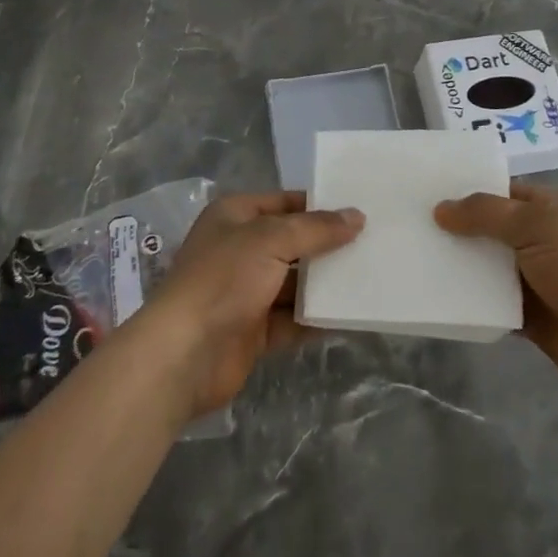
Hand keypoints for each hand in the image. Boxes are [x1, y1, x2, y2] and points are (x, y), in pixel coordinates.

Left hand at [140, 191, 363, 418]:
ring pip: (294, 282)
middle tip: (373, 244)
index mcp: (235, 216)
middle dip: (327, 245)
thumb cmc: (223, 279)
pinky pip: (293, 319)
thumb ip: (316, 229)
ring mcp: (246, 291)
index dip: (319, 205)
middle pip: (292, 242)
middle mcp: (240, 249)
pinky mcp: (253, 330)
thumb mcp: (271, 240)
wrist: (183, 354)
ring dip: (325, 283)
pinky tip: (350, 316)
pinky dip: (317, 318)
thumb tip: (357, 217)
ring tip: (370, 277)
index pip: (285, 202)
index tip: (359, 210)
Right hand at [436, 184, 557, 415]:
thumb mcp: (535, 225)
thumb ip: (486, 214)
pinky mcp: (529, 316)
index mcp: (551, 208)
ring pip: (488, 266)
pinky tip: (435, 294)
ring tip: (414, 256)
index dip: (468, 189)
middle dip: (458, 227)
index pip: (503, 190)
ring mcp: (536, 278)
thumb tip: (441, 209)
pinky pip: (491, 302)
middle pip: (491, 228)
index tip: (427, 190)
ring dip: (460, 264)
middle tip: (410, 223)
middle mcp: (542, 238)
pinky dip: (469, 300)